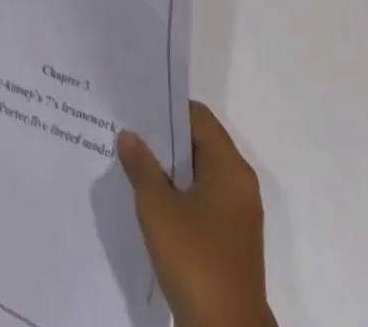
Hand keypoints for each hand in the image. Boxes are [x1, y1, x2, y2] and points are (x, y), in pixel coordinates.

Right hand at [118, 102, 273, 326]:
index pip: (198, 117)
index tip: (136, 106)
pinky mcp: (230, 242)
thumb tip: (129, 135)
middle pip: (199, 143)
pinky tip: (150, 200)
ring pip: (199, 174)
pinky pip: (202, 201)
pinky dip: (179, 194)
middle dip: (164, 138)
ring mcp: (237, 216)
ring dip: (169, 169)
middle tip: (127, 129)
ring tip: (132, 161)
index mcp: (230, 169)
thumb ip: (141, 166)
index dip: (166, 108)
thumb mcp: (158, 208)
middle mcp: (239, 185)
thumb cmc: (196, 262)